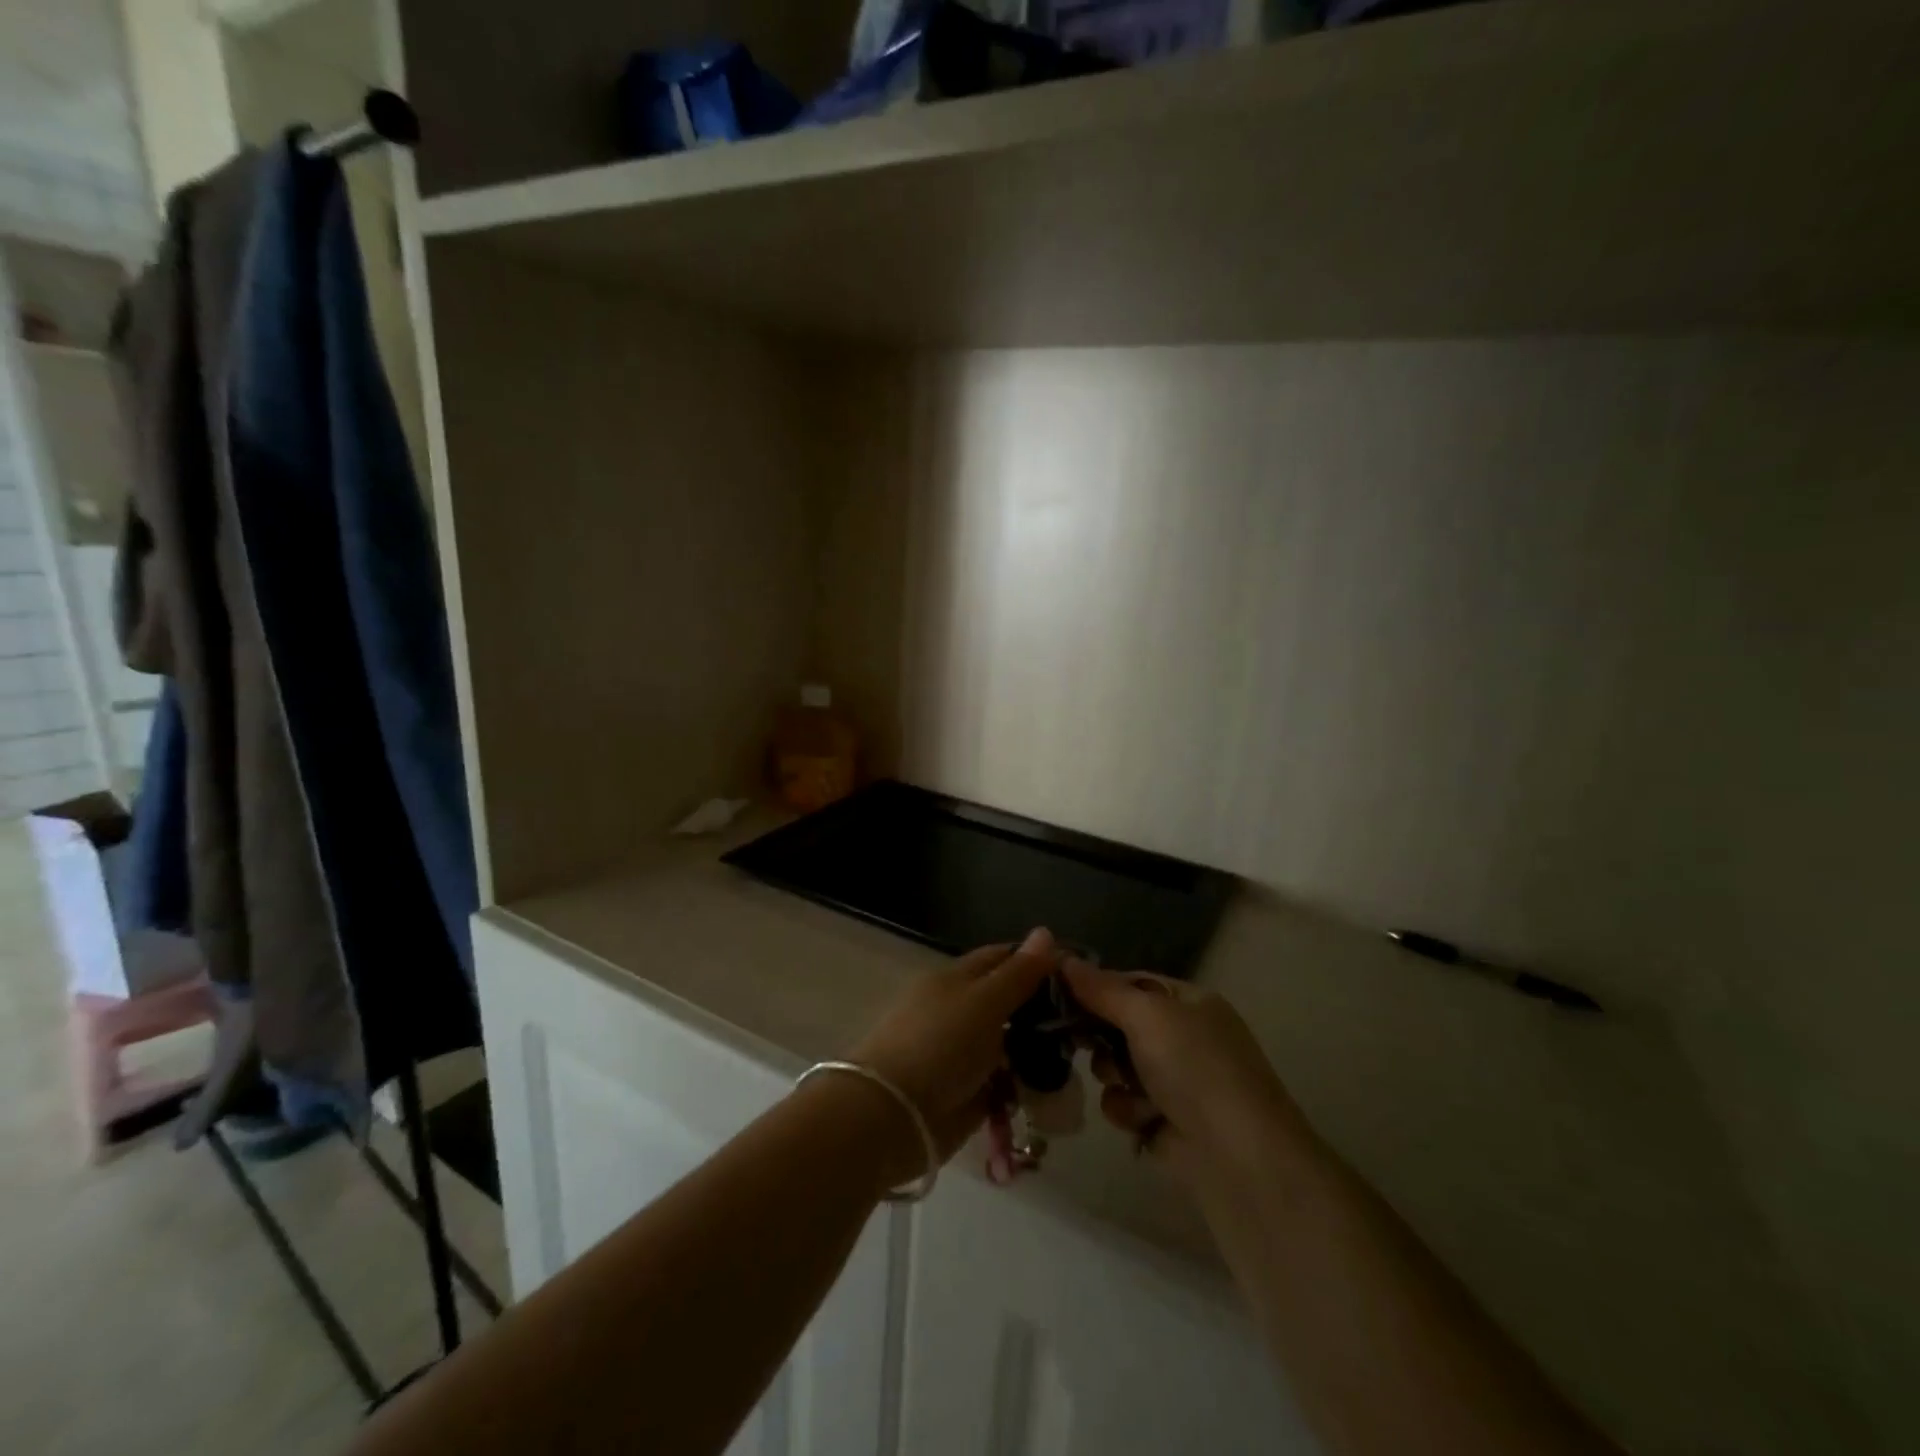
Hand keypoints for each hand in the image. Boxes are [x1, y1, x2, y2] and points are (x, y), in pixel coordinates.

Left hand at [847, 928, 1059, 1175]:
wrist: (893, 1116)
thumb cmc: (939, 1045)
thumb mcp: (984, 1001)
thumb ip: (1018, 973)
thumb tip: (1045, 931)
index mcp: (957, 980)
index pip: (1002, 958)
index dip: (1037, 961)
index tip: (1079, 972)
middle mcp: (960, 1011)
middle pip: (1009, 1003)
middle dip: (1044, 1012)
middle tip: (1087, 1020)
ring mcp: (963, 1053)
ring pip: (1010, 1044)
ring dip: (1038, 1051)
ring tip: (1079, 1057)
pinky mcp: (968, 1093)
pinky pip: (1005, 1083)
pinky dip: (1025, 1087)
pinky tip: (1054, 1090)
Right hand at [1063, 960, 1308, 1184]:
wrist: (1239, 1160)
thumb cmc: (1196, 1069)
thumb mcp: (1147, 1016)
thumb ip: (1102, 989)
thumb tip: (1062, 958)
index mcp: (1188, 1002)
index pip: (1130, 982)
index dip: (1095, 986)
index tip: (1057, 992)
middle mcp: (1183, 1036)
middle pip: (1118, 1024)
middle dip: (1100, 1036)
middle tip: (1076, 1039)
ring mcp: (1175, 1081)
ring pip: (1115, 1065)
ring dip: (1114, 1076)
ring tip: (1130, 1089)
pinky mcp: (1164, 1121)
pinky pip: (1123, 1102)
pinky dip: (1127, 1109)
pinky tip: (1142, 1119)